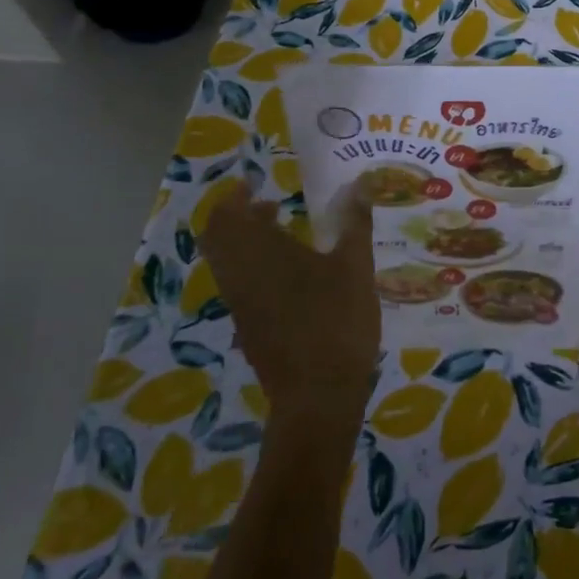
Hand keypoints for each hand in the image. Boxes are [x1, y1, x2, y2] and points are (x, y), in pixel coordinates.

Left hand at [200, 182, 381, 426]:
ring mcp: (240, 305)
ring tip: (284, 235)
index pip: (225, 216)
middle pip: (218, 238)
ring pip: (227, 263)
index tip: (255, 184)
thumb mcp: (356, 266)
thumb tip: (361, 183)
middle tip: (269, 206)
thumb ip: (355, 223)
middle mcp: (239, 276)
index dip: (234, 196)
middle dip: (238, 218)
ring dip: (246, 243)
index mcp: (259, 253)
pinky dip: (253, 268)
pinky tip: (292, 275)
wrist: (318, 395)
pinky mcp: (248, 327)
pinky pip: (239, 285)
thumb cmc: (337, 321)